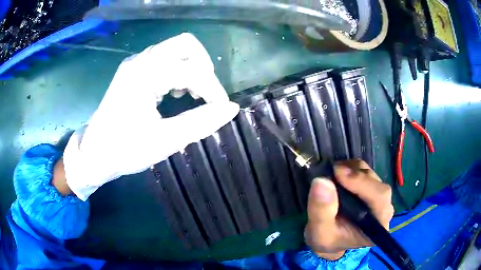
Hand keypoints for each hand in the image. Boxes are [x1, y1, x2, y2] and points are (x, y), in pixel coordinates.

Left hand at [63, 33, 238, 200]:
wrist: (94, 154)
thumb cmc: (125, 150)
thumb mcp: (165, 140)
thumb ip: (201, 123)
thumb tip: (230, 108)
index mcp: (144, 75)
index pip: (192, 70)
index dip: (213, 89)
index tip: (221, 109)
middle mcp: (140, 61)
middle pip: (185, 44)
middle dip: (203, 66)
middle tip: (205, 92)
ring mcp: (135, 63)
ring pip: (174, 49)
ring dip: (190, 67)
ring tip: (190, 94)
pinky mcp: (133, 70)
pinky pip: (163, 58)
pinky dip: (177, 70)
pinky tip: (174, 92)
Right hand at [304, 159, 393, 259]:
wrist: (330, 240)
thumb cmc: (328, 240)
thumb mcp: (319, 233)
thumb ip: (321, 211)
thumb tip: (322, 181)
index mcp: (377, 225)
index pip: (379, 198)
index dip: (362, 183)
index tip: (339, 173)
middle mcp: (384, 209)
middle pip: (376, 183)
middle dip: (354, 176)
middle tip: (331, 173)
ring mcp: (379, 196)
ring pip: (370, 174)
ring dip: (350, 170)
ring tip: (331, 177)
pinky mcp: (371, 187)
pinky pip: (364, 170)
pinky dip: (349, 168)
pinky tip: (337, 177)